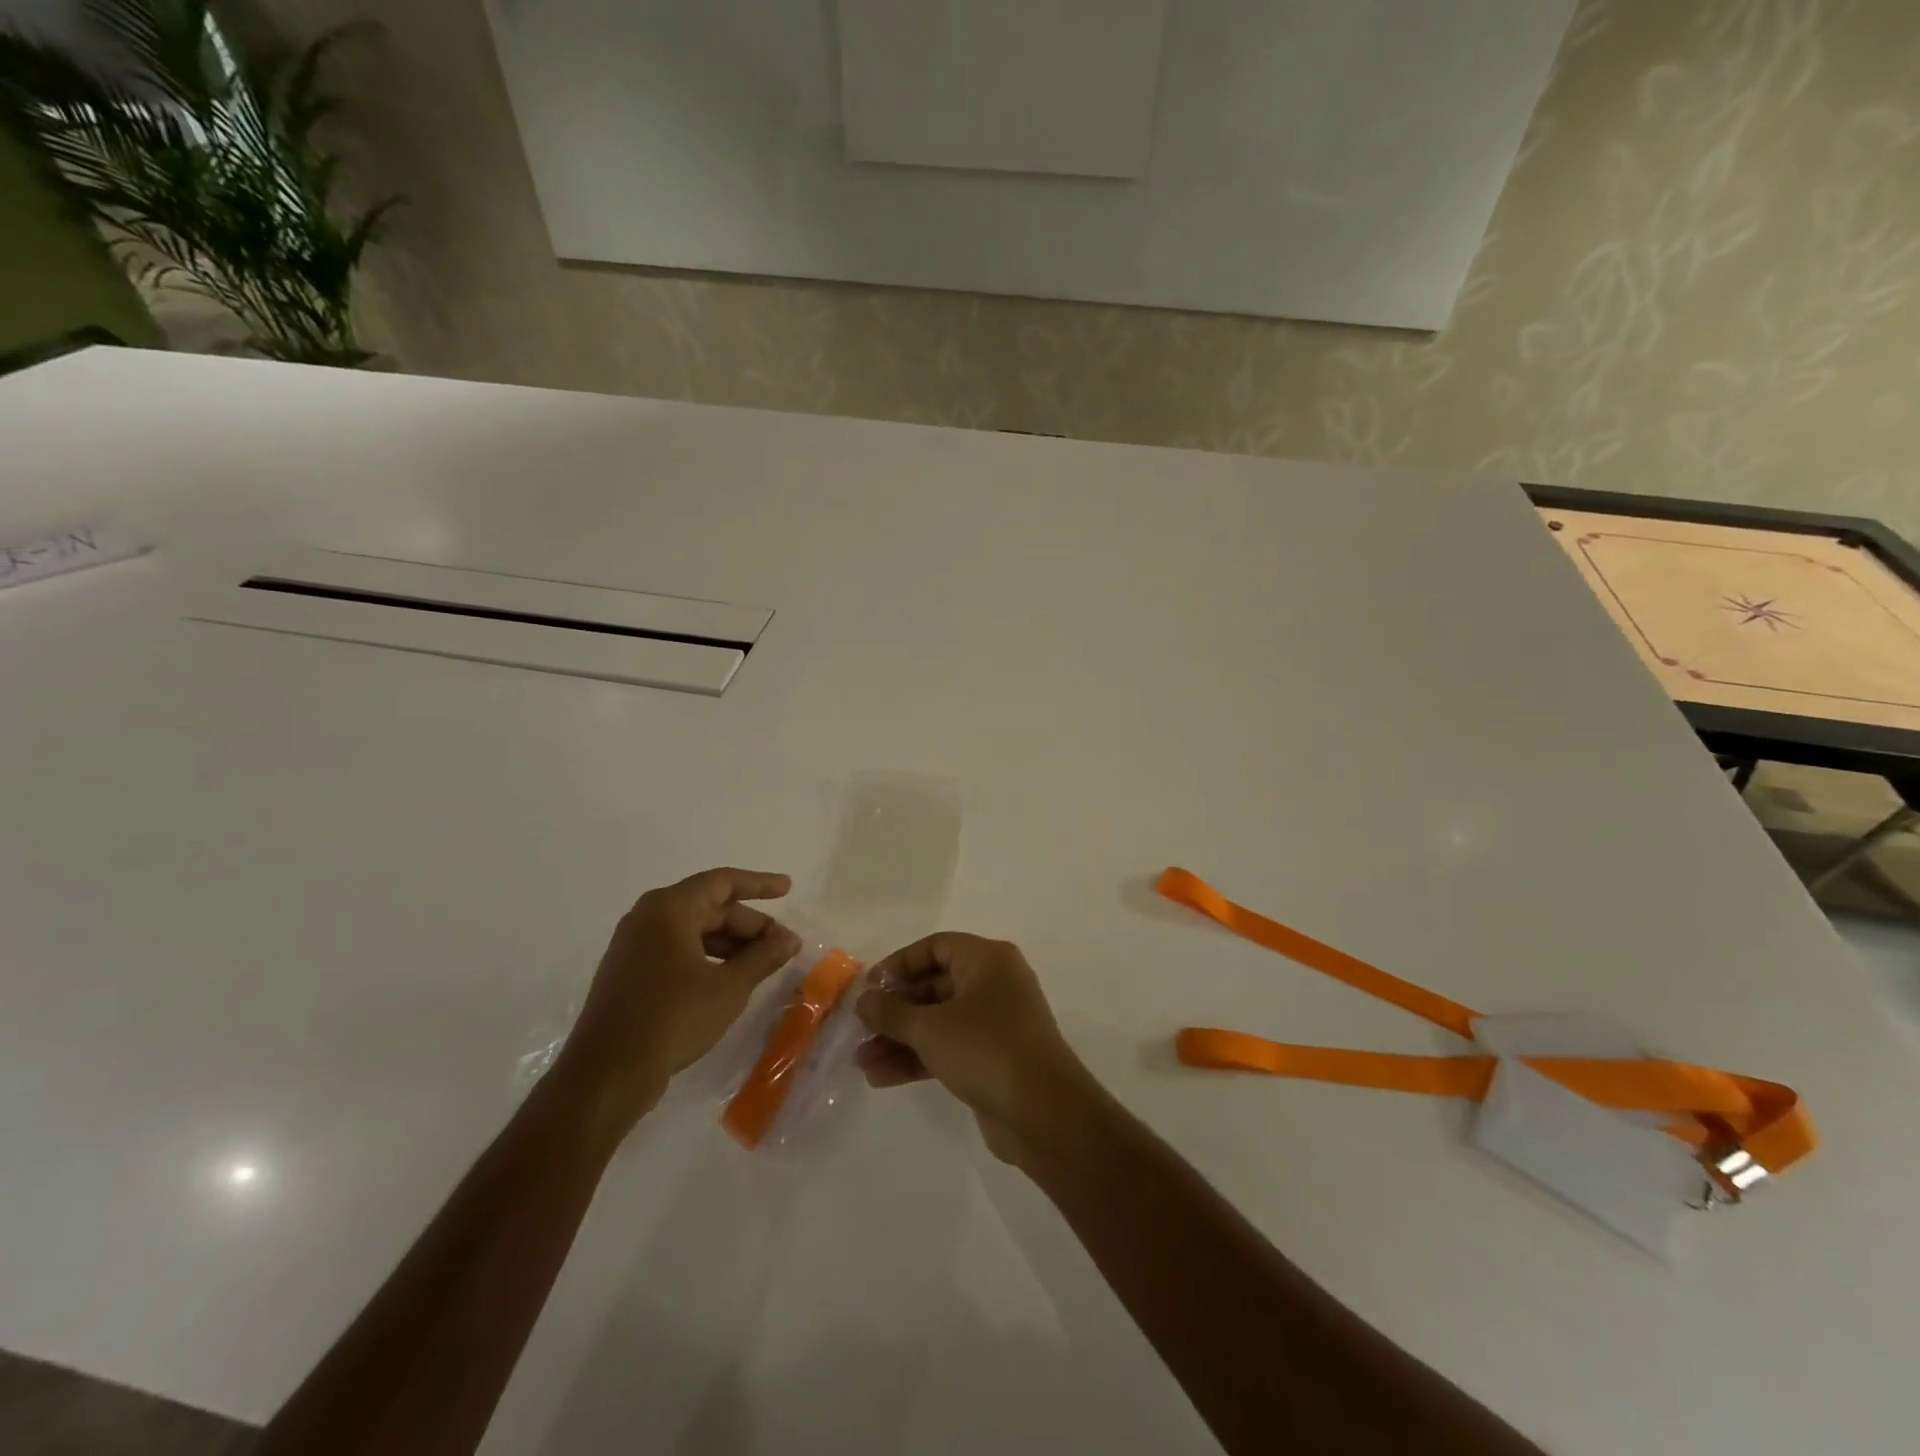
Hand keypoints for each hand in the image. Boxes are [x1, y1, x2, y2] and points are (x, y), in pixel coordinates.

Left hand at [552, 868, 799, 1134]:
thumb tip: (790, 939)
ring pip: (693, 931)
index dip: (759, 884)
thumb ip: (763, 957)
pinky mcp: (629, 973)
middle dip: (749, 924)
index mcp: (669, 909)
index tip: (788, 889)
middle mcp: (648, 918)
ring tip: (762, 965)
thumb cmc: (672, 1018)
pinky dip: (707, 957)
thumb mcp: (729, 987)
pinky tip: (728, 980)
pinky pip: (676, 950)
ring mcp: (634, 946)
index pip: (722, 882)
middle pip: (709, 907)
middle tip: (782, 945)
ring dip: (730, 944)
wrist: (606, 1075)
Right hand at [854, 933, 1098, 1165]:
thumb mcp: (930, 1027)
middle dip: (895, 1009)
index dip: (900, 963)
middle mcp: (994, 984)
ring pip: (939, 1021)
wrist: (1044, 1112)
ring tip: (861, 1060)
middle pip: (935, 985)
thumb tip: (864, 1000)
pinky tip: (881, 1077)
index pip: (936, 947)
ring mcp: (995, 1023)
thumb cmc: (986, 1049)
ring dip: (901, 1038)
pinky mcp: (993, 1058)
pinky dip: (918, 1058)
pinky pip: (948, 1048)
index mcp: (987, 960)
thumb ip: (892, 1012)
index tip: (869, 986)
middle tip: (860, 1027)